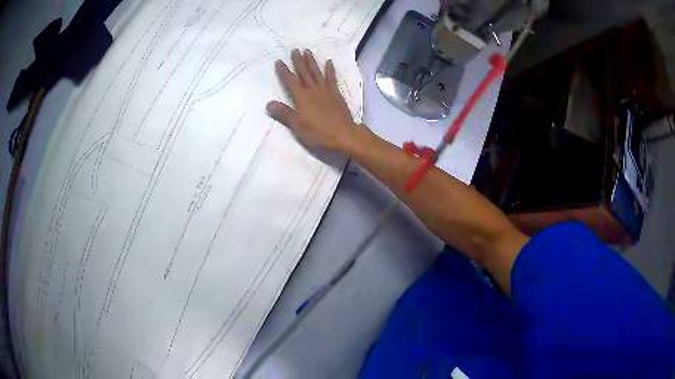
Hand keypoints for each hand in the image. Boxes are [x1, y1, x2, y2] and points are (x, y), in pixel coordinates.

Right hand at [266, 49, 359, 152]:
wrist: (344, 134)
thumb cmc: (319, 132)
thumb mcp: (298, 126)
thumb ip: (284, 114)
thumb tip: (269, 104)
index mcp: (302, 97)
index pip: (290, 81)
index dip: (284, 71)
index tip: (279, 61)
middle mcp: (313, 90)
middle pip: (304, 72)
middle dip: (298, 61)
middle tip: (295, 49)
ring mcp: (326, 91)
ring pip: (317, 72)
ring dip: (311, 62)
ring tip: (307, 51)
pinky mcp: (336, 94)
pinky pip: (332, 78)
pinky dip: (330, 70)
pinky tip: (329, 62)